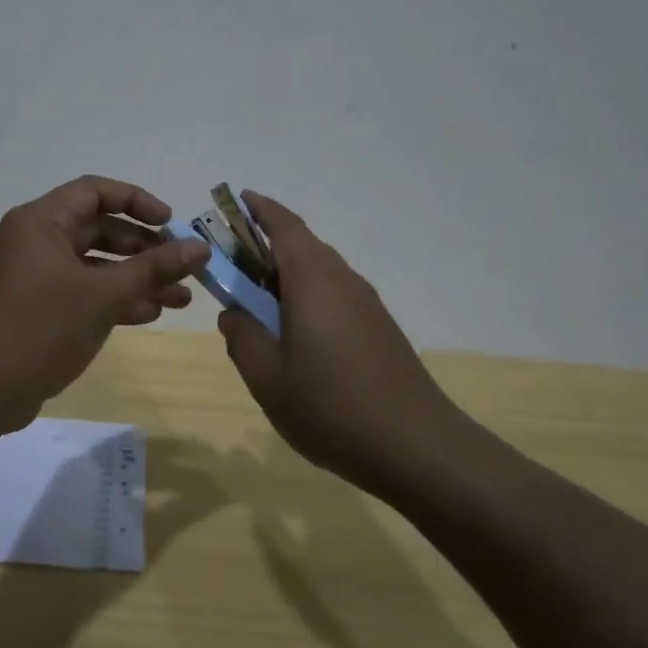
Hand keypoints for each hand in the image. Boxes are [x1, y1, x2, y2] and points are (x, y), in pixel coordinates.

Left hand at [0, 175, 208, 412]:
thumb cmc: (39, 327)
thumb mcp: (102, 295)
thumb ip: (152, 268)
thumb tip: (200, 248)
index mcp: (40, 222)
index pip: (94, 192)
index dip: (137, 201)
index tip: (171, 224)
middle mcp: (35, 242)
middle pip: (98, 229)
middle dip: (144, 248)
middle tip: (183, 266)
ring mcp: (34, 278)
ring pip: (94, 266)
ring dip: (136, 279)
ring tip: (181, 298)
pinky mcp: (36, 310)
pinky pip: (82, 293)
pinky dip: (113, 300)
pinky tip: (150, 314)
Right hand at [217, 192, 456, 497]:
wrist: (416, 446)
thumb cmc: (331, 406)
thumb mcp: (267, 377)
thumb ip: (242, 337)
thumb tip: (233, 313)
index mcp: (313, 280)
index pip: (285, 226)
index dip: (260, 209)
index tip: (237, 200)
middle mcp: (343, 281)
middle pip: (303, 246)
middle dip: (266, 245)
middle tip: (232, 265)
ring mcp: (366, 304)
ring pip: (320, 272)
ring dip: (286, 275)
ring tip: (257, 303)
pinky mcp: (379, 328)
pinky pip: (334, 295)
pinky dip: (307, 297)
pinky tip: (295, 335)